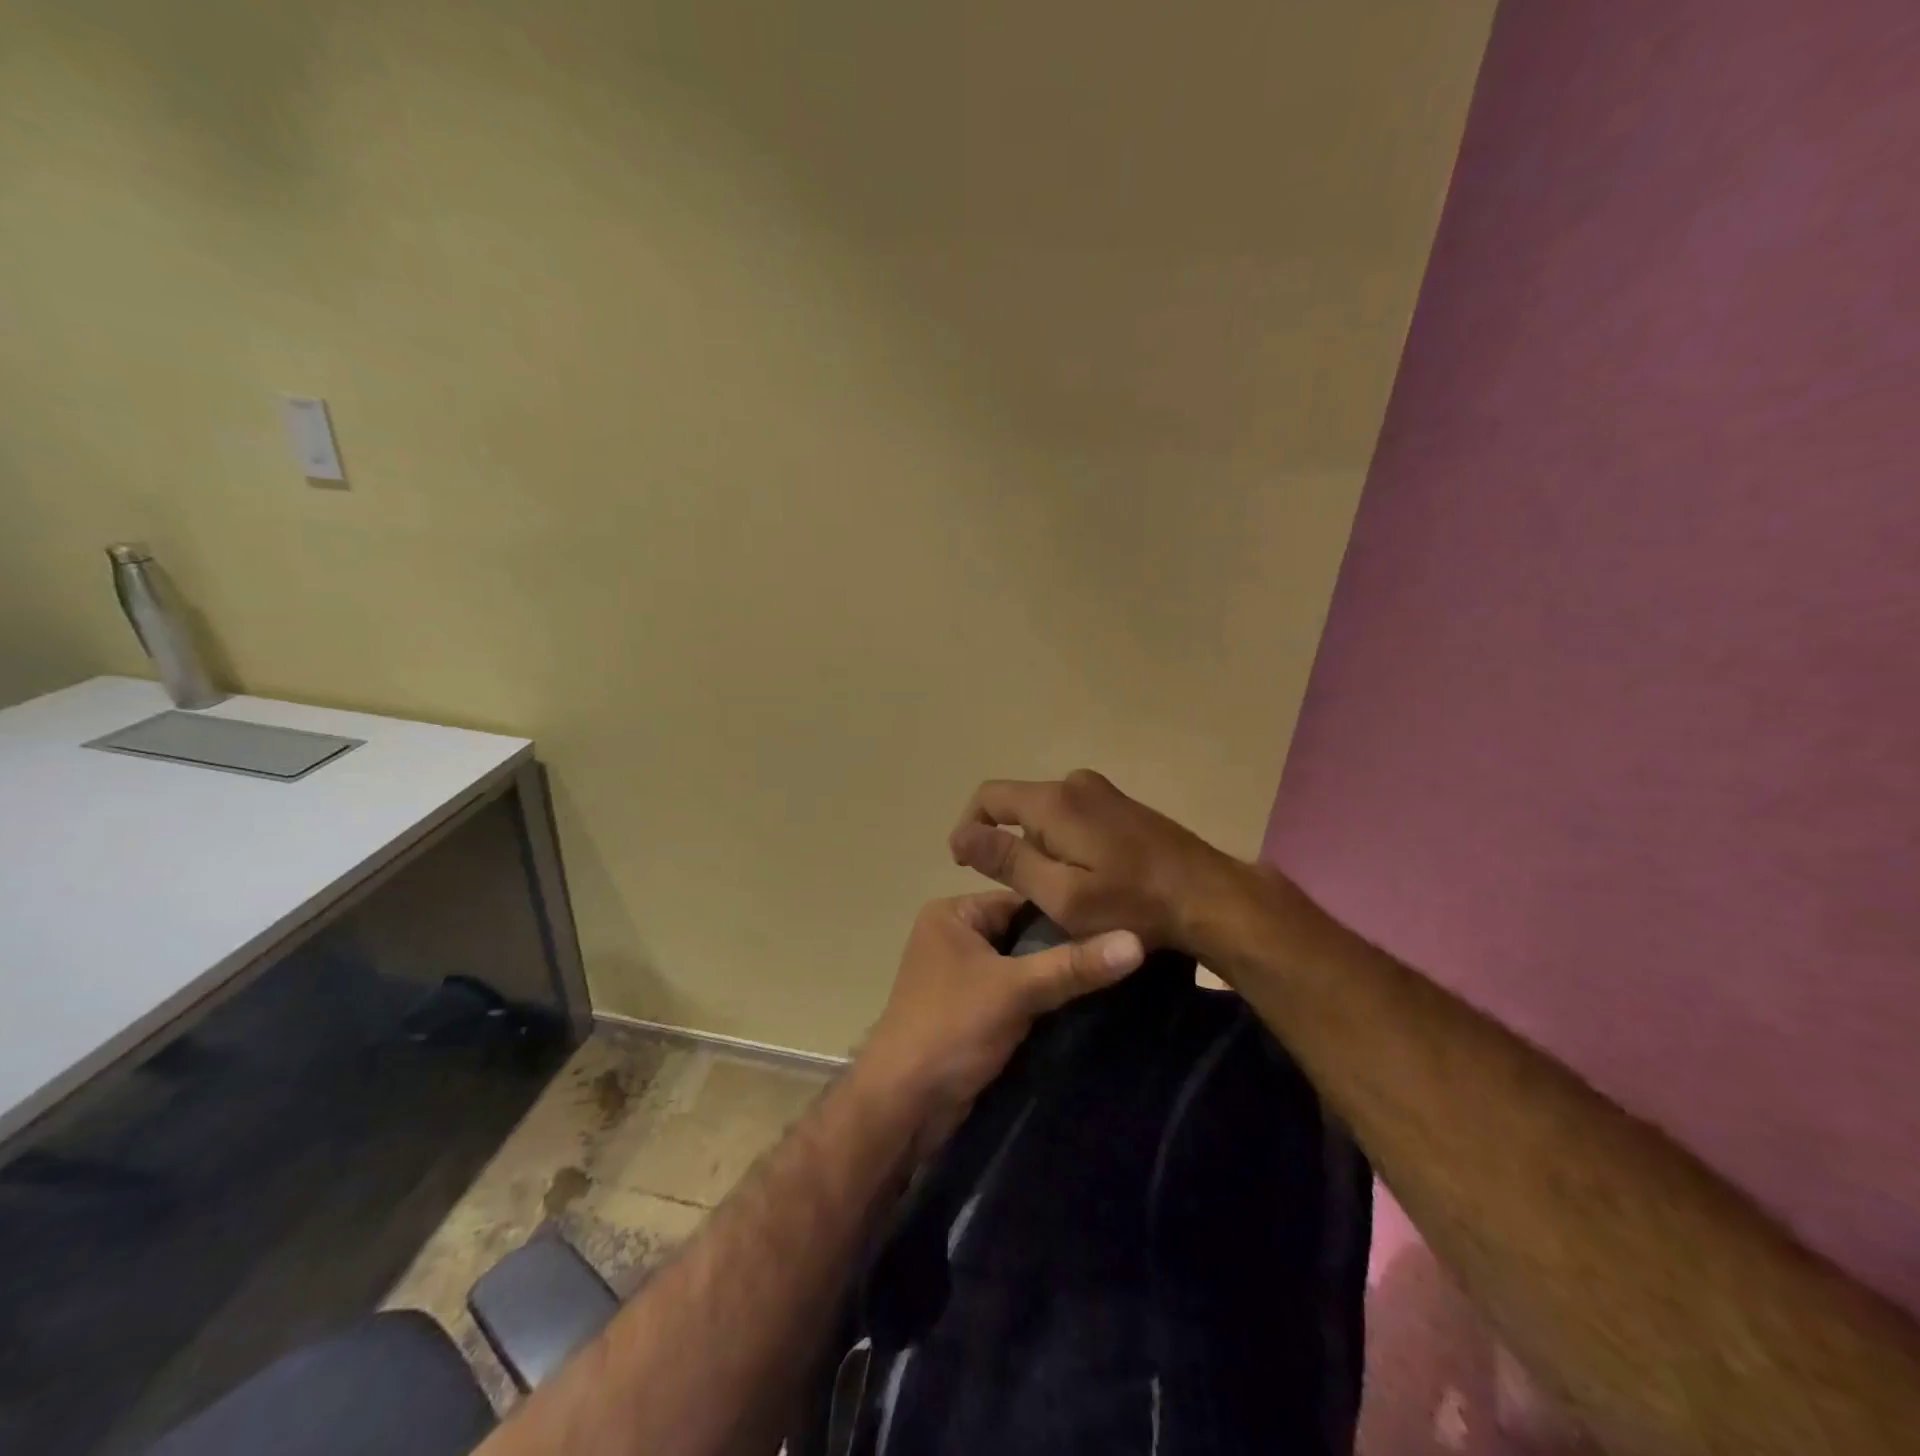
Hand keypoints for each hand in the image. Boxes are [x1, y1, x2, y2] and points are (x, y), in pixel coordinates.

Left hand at [856, 892, 1144, 1147]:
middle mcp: (954, 937)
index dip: (1067, 913)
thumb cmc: (951, 1028)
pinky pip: (1015, 996)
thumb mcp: (1015, 990)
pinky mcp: (970, 1013)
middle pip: (1023, 934)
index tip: (1120, 921)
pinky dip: (1042, 1002)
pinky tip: (1084, 1006)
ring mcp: (960, 977)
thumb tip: (1138, 941)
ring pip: (1022, 968)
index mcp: (953, 914)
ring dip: (1056, 979)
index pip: (1022, 901)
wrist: (903, 1105)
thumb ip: (1074, 965)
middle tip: (1124, 952)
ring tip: (1114, 978)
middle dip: (1065, 948)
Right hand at [949, 769, 1240, 949]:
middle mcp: (1074, 784)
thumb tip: (962, 836)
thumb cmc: (1131, 903)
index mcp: (1053, 802)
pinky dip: (1063, 842)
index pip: (988, 797)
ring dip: (1038, 846)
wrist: (1210, 896)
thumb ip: (1008, 862)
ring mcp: (1102, 792)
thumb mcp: (1061, 895)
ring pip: (1047, 814)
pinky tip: (1085, 877)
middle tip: (1021, 891)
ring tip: (1055, 890)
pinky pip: (1073, 816)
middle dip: (1008, 844)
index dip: (969, 828)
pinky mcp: (1122, 806)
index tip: (966, 866)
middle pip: (1018, 806)